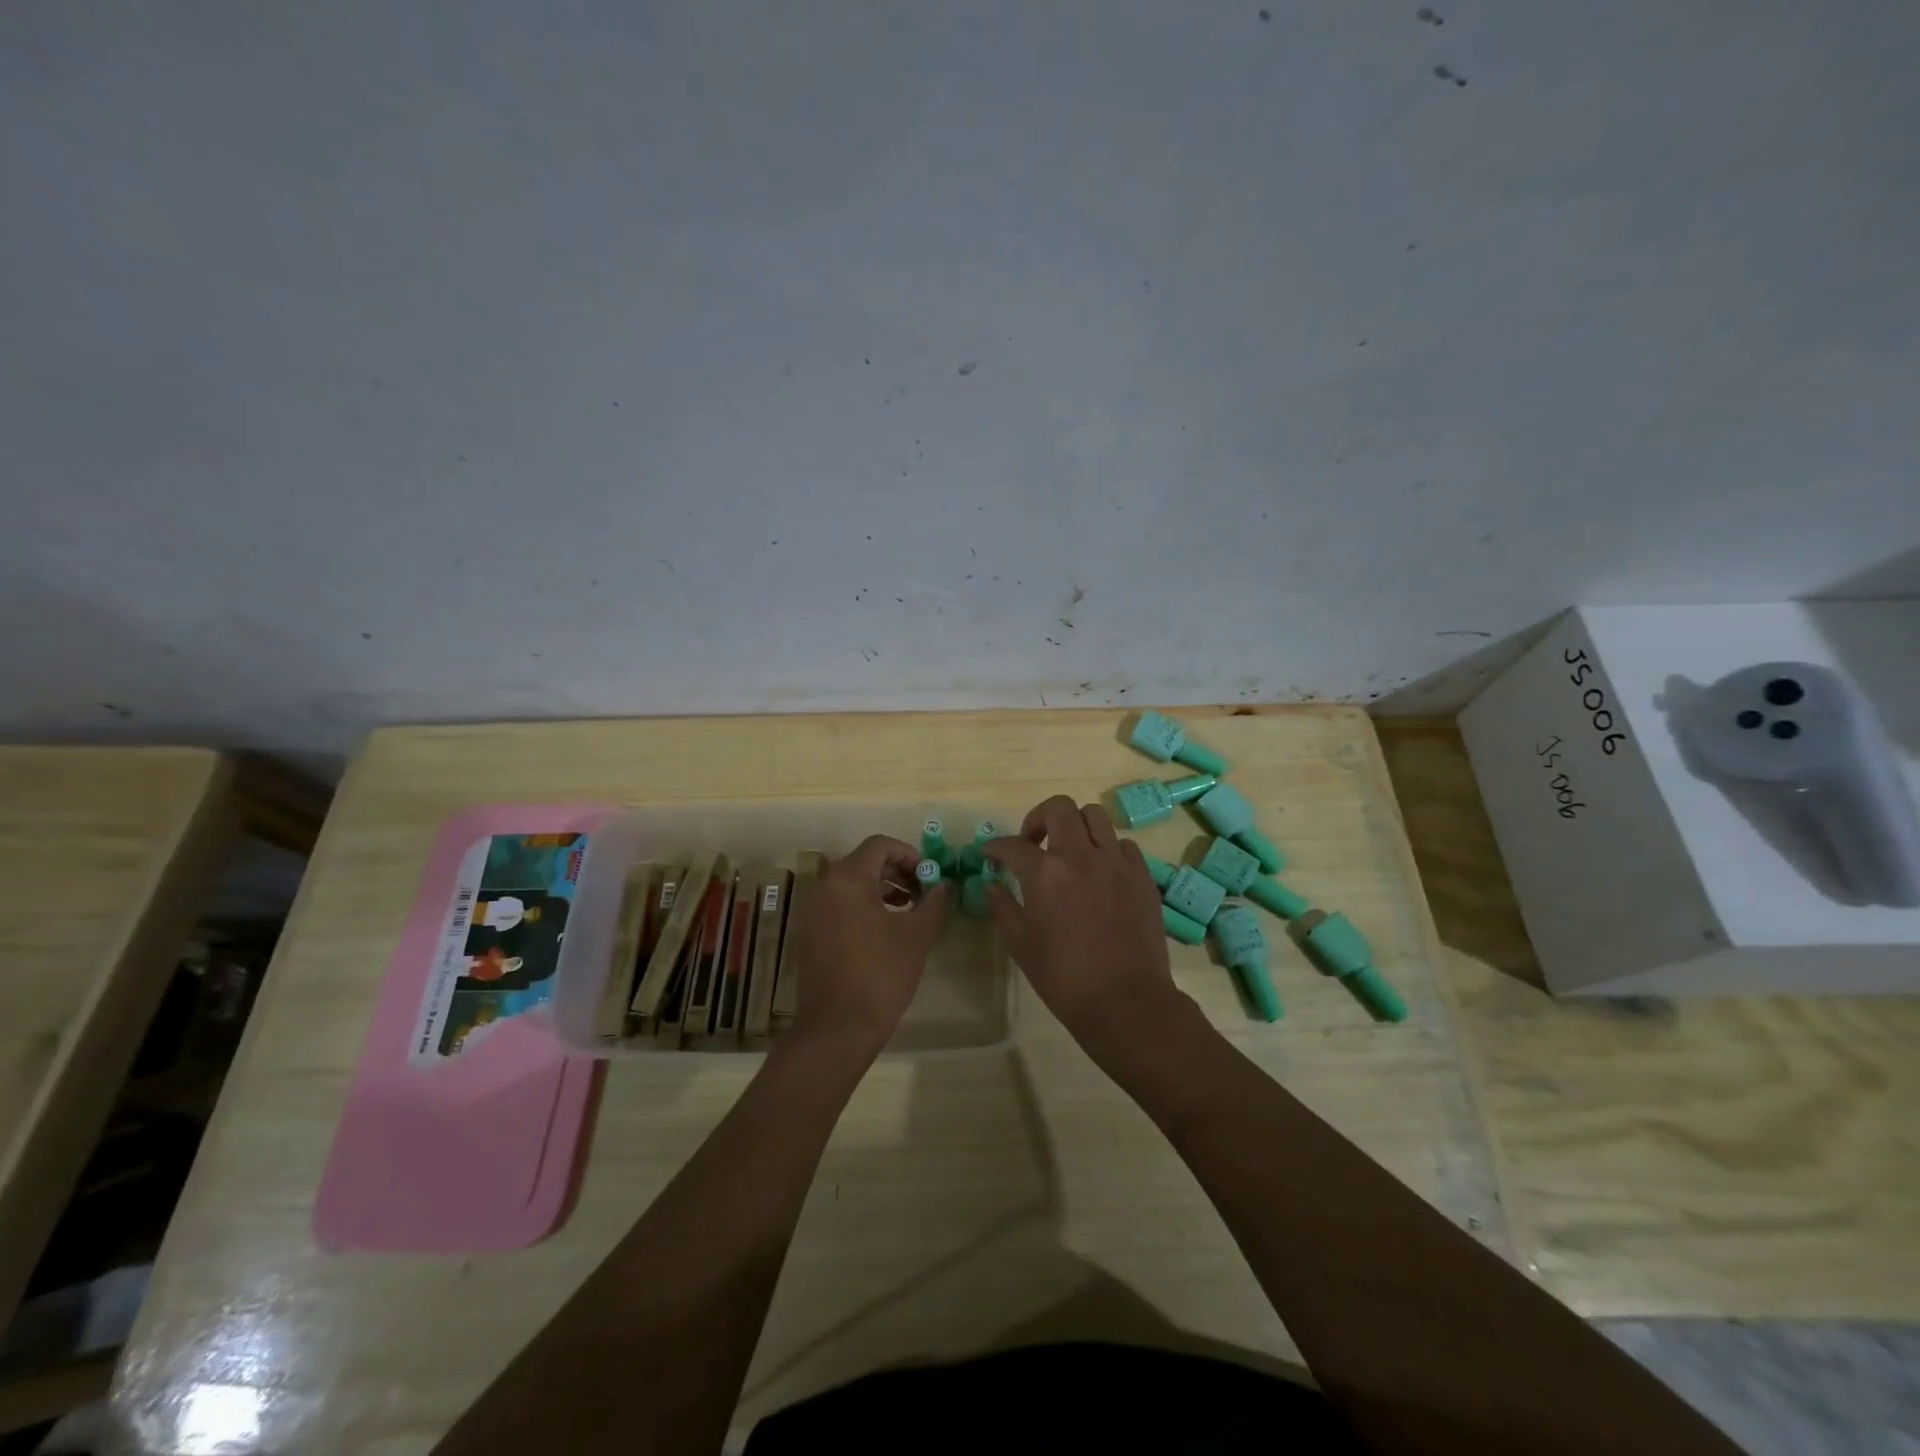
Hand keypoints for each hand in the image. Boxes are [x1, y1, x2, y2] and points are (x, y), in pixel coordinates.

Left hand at [786, 835, 952, 1059]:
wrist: (837, 1028)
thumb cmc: (880, 974)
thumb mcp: (916, 935)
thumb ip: (933, 902)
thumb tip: (945, 884)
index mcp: (848, 879)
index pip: (879, 845)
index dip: (909, 854)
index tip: (930, 875)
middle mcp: (825, 887)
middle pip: (864, 862)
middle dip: (898, 871)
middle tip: (924, 892)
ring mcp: (814, 911)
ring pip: (852, 885)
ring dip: (883, 889)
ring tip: (910, 910)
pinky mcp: (812, 934)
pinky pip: (841, 905)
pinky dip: (865, 906)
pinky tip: (887, 931)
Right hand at [986, 795, 1188, 1065]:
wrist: (1125, 1002)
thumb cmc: (1064, 977)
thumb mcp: (1020, 944)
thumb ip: (1003, 907)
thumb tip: (993, 884)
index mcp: (1045, 873)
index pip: (1013, 845)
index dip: (996, 846)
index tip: (991, 853)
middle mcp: (1081, 855)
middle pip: (1059, 808)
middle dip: (1038, 818)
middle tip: (1032, 842)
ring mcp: (1116, 862)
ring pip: (1095, 816)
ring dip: (1076, 826)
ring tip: (1070, 850)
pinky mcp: (1142, 875)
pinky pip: (1123, 844)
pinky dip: (1106, 849)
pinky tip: (1100, 872)